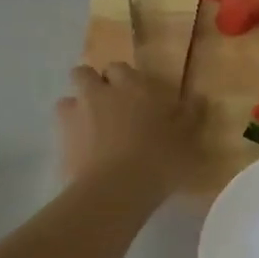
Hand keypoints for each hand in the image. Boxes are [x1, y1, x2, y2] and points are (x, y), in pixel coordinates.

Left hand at [56, 62, 206, 193]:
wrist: (116, 190)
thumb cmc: (159, 159)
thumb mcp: (187, 138)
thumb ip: (191, 115)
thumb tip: (198, 98)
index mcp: (132, 86)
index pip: (119, 68)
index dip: (124, 80)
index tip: (136, 97)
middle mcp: (99, 93)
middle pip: (84, 74)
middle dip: (93, 85)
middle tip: (109, 108)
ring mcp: (75, 115)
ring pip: (68, 101)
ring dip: (77, 110)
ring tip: (92, 131)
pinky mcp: (60, 141)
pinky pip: (62, 131)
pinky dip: (71, 137)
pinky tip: (84, 154)